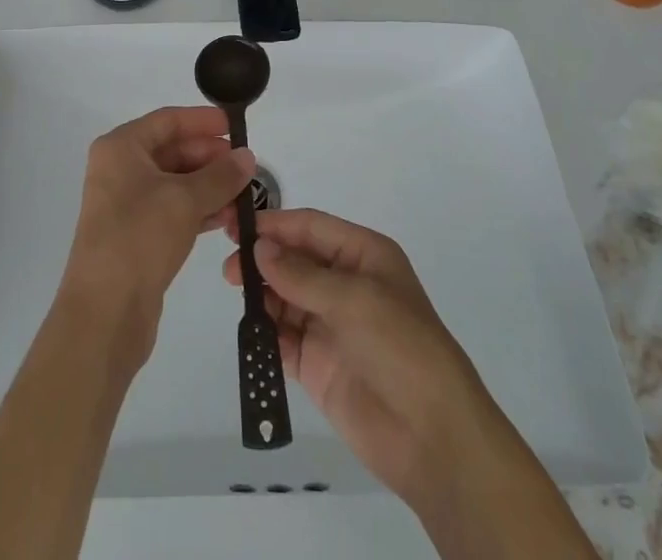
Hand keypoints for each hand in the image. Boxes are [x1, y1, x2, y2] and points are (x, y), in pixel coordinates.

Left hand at [61, 106, 255, 367]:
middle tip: (247, 167)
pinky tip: (227, 218)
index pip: (168, 120)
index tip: (235, 127)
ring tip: (245, 195)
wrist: (105, 313)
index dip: (202, 121)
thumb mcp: (185, 200)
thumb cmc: (139, 238)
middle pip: (172, 150)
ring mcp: (126, 204)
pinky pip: (173, 210)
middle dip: (210, 158)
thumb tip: (247, 156)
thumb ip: (220, 176)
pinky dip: (199, 210)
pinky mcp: (136, 235)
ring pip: (176, 183)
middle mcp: (120, 169)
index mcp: (121, 148)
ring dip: (210, 186)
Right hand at [221, 208, 509, 510]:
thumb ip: (302, 275)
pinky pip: (283, 338)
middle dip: (263, 257)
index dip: (276, 224)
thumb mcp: (355, 299)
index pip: (311, 227)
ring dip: (261, 292)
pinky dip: (264, 331)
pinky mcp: (318, 365)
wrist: (432, 437)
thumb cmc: (401, 347)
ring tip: (234, 290)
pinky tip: (247, 327)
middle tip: (228, 264)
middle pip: (295, 259)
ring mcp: (330, 325)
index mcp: (363, 255)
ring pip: (285, 296)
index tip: (237, 225)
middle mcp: (345, 283)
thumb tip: (260, 248)